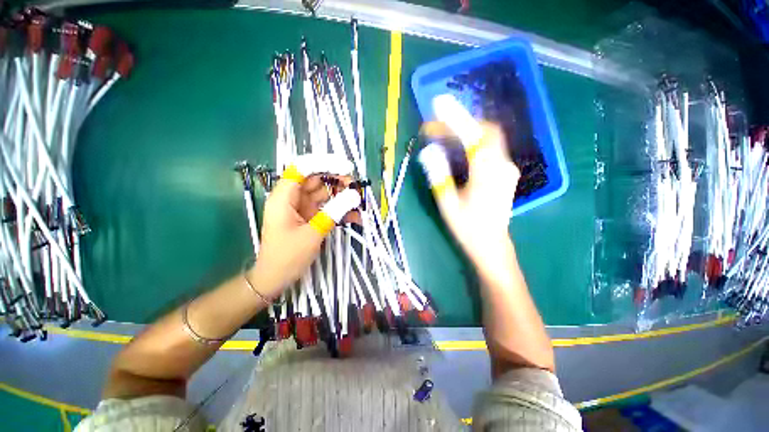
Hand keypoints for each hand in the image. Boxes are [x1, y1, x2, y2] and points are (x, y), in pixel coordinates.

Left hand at [249, 155, 360, 299]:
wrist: (275, 279)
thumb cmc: (287, 257)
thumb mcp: (313, 234)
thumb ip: (334, 212)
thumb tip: (354, 196)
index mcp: (284, 197)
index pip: (302, 168)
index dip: (324, 163)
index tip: (346, 168)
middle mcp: (293, 198)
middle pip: (316, 179)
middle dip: (338, 181)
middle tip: (357, 189)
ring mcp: (302, 207)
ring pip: (325, 193)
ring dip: (342, 197)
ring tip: (360, 205)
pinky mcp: (310, 217)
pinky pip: (327, 208)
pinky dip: (340, 211)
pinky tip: (355, 218)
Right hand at [420, 121, 519, 262]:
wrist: (492, 245)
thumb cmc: (468, 228)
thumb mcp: (448, 204)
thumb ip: (439, 176)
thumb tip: (428, 152)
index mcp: (487, 174)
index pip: (473, 136)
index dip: (455, 119)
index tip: (437, 107)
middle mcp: (502, 165)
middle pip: (486, 130)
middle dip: (462, 122)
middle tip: (437, 125)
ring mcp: (507, 168)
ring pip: (489, 137)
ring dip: (467, 131)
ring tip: (444, 134)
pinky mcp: (506, 172)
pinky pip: (490, 147)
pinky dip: (474, 141)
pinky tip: (460, 146)